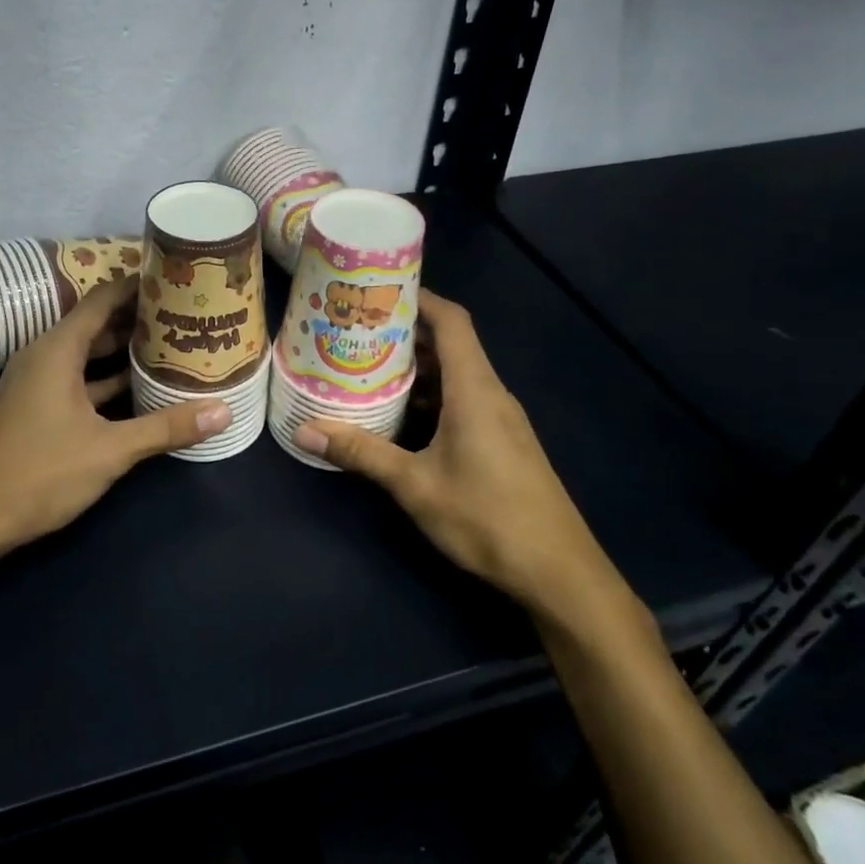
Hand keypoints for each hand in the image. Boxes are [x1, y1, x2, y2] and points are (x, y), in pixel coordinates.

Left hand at [0, 275, 231, 553]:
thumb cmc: (41, 473)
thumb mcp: (111, 450)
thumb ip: (166, 427)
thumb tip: (223, 412)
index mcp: (57, 350)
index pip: (102, 298)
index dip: (137, 286)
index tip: (175, 280)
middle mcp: (45, 356)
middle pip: (97, 323)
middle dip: (138, 319)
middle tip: (185, 315)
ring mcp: (38, 382)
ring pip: (88, 354)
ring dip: (124, 351)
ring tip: (172, 345)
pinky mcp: (37, 406)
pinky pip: (78, 379)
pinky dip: (107, 379)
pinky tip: (141, 389)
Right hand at [292, 291, 623, 616]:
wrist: (559, 573)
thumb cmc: (487, 518)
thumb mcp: (415, 485)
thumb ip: (361, 453)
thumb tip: (305, 431)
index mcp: (475, 390)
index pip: (452, 322)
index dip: (420, 298)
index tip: (380, 290)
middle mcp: (491, 394)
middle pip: (450, 345)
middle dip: (405, 333)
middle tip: (356, 331)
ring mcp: (500, 420)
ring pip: (455, 376)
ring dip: (416, 369)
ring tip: (367, 366)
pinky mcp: (502, 442)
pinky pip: (463, 401)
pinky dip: (430, 397)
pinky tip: (398, 416)